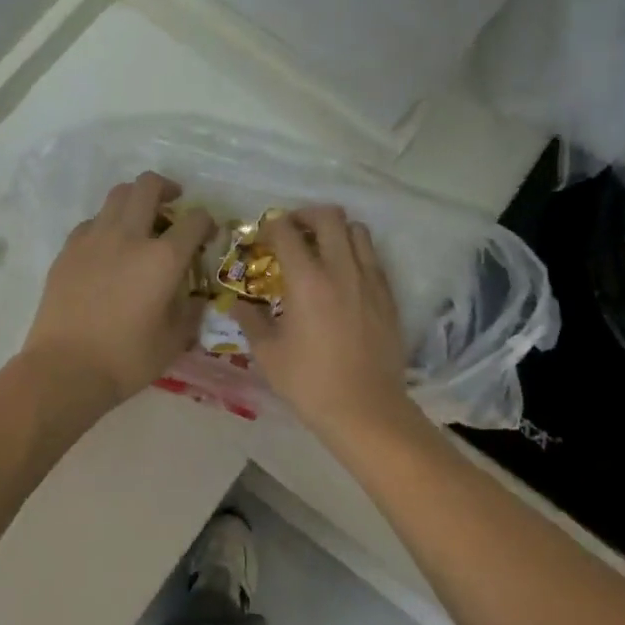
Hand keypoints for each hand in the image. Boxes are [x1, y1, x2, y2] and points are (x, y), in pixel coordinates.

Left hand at [19, 172, 215, 409]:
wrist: (65, 369)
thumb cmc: (127, 359)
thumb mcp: (174, 340)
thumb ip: (190, 310)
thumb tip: (194, 295)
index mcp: (163, 258)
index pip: (195, 220)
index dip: (207, 222)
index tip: (206, 235)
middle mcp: (129, 236)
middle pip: (148, 186)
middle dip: (167, 188)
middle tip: (173, 205)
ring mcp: (93, 239)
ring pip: (117, 195)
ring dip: (135, 200)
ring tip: (140, 222)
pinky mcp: (68, 250)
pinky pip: (92, 222)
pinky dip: (106, 225)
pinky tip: (108, 249)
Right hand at [231, 206, 417, 439]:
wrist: (366, 409)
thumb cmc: (309, 383)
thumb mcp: (268, 353)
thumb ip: (250, 321)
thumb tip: (237, 304)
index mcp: (307, 281)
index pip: (286, 231)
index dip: (270, 227)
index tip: (262, 238)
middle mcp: (341, 270)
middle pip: (329, 216)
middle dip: (306, 215)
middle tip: (292, 232)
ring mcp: (370, 280)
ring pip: (357, 231)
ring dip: (336, 231)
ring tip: (321, 250)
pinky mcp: (388, 296)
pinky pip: (373, 258)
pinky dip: (355, 254)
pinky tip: (343, 277)